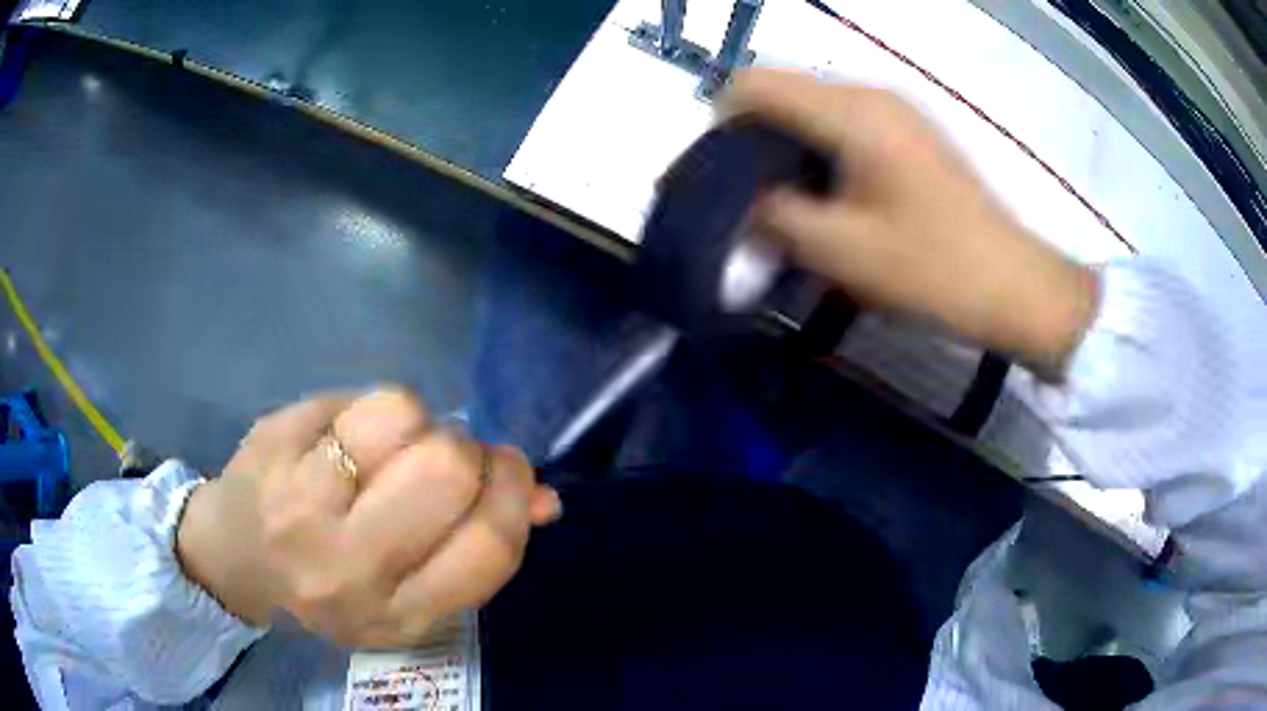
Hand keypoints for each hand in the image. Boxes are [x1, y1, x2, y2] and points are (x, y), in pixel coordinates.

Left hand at [175, 389, 560, 646]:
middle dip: (465, 450)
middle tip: (445, 457)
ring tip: (393, 446)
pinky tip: (351, 433)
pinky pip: (355, 399)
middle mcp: (349, 569)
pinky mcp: (274, 446)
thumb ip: (474, 549)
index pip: (487, 546)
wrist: (234, 560)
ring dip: (418, 421)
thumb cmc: (331, 582)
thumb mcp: (408, 594)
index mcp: (397, 613)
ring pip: (403, 417)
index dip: (512, 493)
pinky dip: (372, 407)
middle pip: (446, 469)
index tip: (506, 473)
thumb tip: (546, 498)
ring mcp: (301, 504)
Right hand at [725, 69, 1098, 377]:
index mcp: (852, 113)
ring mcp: (895, 110)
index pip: (754, 84)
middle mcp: (870, 95)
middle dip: (752, 139)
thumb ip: (776, 217)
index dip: (721, 123)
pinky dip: (819, 151)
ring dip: (787, 148)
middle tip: (751, 200)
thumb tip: (741, 201)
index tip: (720, 178)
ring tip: (789, 204)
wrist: (1015, 285)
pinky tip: (830, 197)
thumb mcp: (844, 253)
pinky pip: (843, 123)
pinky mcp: (910, 132)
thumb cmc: (935, 270)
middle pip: (782, 91)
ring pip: (812, 108)